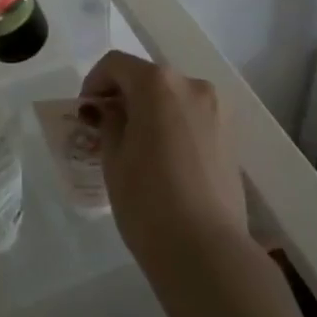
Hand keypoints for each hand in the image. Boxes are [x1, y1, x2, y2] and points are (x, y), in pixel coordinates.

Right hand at [82, 51, 246, 279]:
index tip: (85, 112)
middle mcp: (192, 86)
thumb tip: (109, 111)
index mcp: (158, 83)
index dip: (94, 82)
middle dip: (123, 97)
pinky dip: (172, 127)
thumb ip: (108, 122)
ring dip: (149, 111)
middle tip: (105, 129)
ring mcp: (217, 112)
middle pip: (147, 78)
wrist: (207, 252)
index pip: (116, 64)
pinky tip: (161, 160)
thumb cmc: (148, 200)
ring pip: (172, 99)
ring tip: (134, 147)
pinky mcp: (231, 139)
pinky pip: (191, 119)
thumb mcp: (113, 157)